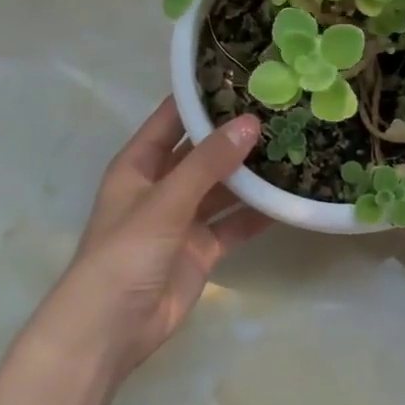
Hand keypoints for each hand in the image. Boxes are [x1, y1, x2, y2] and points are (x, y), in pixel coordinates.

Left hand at [33, 99, 265, 378]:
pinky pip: (234, 222)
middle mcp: (163, 185)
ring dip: (252, 173)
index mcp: (140, 164)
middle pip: (204, 151)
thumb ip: (209, 162)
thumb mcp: (166, 200)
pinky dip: (258, 213)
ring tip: (295, 146)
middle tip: (283, 110)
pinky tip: (289, 197)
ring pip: (224, 187)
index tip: (245, 74)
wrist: (109, 331)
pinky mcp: (202, 248)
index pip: (174, 117)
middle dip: (237, 134)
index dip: (204, 96)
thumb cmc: (125, 252)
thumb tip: (252, 122)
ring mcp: (184, 218)